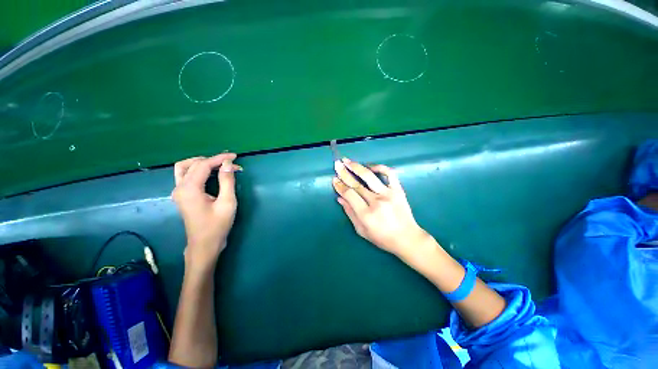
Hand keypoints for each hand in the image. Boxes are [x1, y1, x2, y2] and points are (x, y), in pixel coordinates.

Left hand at [171, 153, 241, 272]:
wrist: (204, 244)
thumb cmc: (217, 225)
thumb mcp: (227, 203)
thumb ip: (227, 181)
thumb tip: (228, 164)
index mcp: (189, 189)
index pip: (203, 165)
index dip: (219, 158)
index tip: (235, 156)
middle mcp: (179, 188)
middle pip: (193, 164)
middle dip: (213, 160)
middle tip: (231, 163)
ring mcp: (178, 192)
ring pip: (184, 168)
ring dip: (201, 163)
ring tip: (219, 165)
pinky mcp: (182, 196)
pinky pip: (186, 175)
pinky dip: (198, 170)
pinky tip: (210, 173)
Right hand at [332, 158, 427, 255]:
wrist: (407, 238)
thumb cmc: (382, 238)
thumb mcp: (361, 230)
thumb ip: (350, 213)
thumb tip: (340, 198)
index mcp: (366, 214)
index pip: (349, 194)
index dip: (340, 186)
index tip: (334, 179)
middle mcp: (376, 202)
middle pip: (356, 184)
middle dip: (344, 173)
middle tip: (337, 164)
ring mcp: (388, 194)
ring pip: (369, 176)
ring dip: (356, 167)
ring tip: (347, 161)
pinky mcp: (398, 190)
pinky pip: (389, 174)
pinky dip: (379, 167)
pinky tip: (370, 166)